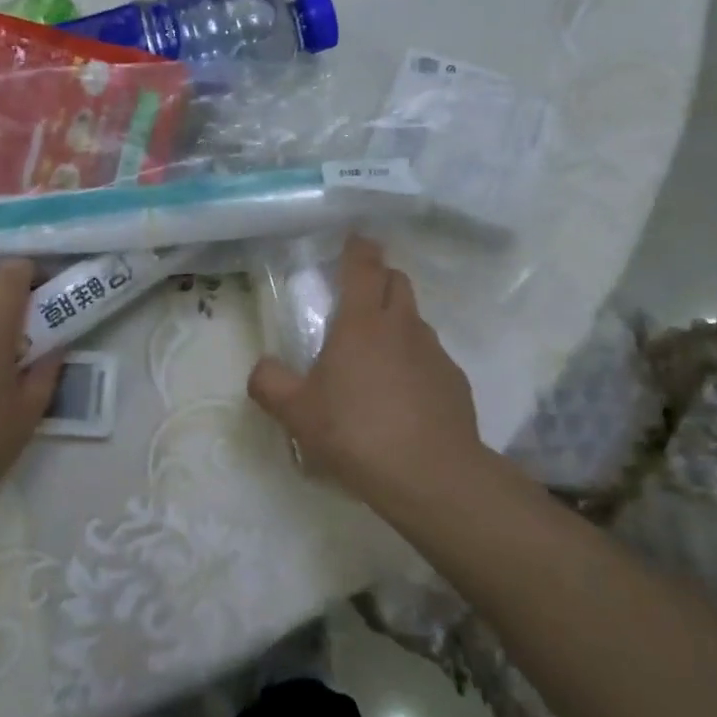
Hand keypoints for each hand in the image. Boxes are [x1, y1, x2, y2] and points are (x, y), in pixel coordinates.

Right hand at [247, 235, 529, 518]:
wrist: (433, 476)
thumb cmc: (356, 433)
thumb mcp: (297, 413)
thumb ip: (270, 383)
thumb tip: (262, 368)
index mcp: (362, 322)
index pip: (364, 265)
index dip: (358, 247)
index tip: (354, 240)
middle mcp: (402, 326)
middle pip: (397, 281)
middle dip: (379, 279)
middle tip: (357, 300)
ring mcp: (435, 352)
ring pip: (415, 320)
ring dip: (397, 323)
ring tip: (377, 358)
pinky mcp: (455, 382)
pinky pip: (431, 357)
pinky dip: (415, 362)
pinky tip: (403, 396)